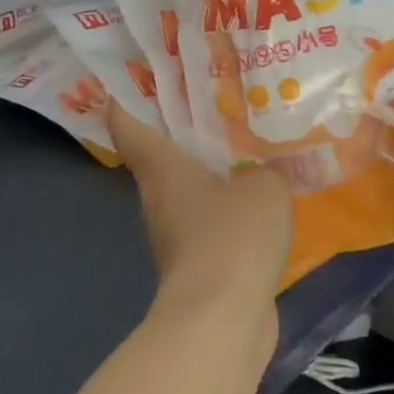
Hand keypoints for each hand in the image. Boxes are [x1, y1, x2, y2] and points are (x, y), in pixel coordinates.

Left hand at [106, 103, 292, 339]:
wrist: (223, 320)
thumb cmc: (232, 236)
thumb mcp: (264, 187)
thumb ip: (266, 169)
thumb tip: (265, 173)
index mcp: (161, 167)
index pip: (127, 123)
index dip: (128, 96)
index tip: (143, 74)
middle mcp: (158, 196)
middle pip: (160, 152)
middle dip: (184, 125)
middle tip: (218, 98)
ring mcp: (174, 233)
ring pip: (187, 187)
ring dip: (211, 168)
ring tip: (247, 143)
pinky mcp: (196, 263)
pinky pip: (210, 219)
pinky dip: (228, 205)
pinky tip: (260, 196)